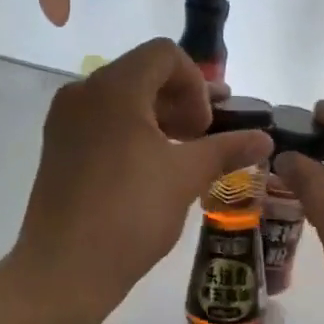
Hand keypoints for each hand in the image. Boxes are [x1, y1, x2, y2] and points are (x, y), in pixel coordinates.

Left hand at [13, 39, 273, 321]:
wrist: (64, 269)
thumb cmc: (130, 214)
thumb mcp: (186, 177)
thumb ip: (227, 148)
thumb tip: (265, 138)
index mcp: (114, 88)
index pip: (165, 54)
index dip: (196, 83)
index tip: (204, 127)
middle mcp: (83, 92)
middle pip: (142, 72)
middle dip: (181, 99)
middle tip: (203, 136)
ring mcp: (65, 120)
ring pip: (122, 98)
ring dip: (158, 116)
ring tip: (183, 152)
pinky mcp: (58, 147)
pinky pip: (102, 121)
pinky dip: (132, 131)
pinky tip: (151, 166)